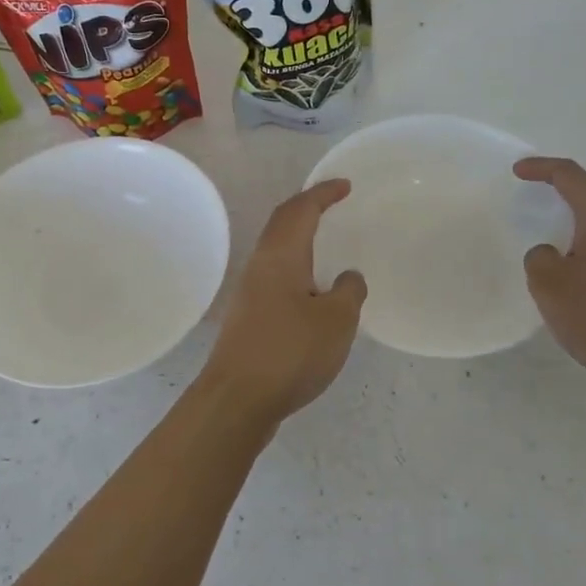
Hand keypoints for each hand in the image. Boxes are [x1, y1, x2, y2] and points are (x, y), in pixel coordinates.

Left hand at [199, 179, 367, 428]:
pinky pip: (276, 275)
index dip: (323, 193)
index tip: (345, 185)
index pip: (301, 209)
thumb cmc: (290, 352)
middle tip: (333, 203)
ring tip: (325, 242)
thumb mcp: (337, 321)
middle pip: (282, 223)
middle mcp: (260, 265)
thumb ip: (349, 291)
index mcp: (281, 255)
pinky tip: (311, 289)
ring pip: (277, 249)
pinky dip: (296, 266)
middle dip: (307, 207)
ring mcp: (250, 291)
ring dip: (299, 237)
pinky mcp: (249, 317)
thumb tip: (347, 277)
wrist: (237, 400)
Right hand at [516, 157, 585, 389]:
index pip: (570, 175)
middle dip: (563, 190)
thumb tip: (551, 254)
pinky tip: (578, 265)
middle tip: (535, 194)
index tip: (518, 171)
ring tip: (553, 231)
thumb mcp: (549, 284)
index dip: (542, 168)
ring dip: (579, 219)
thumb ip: (540, 258)